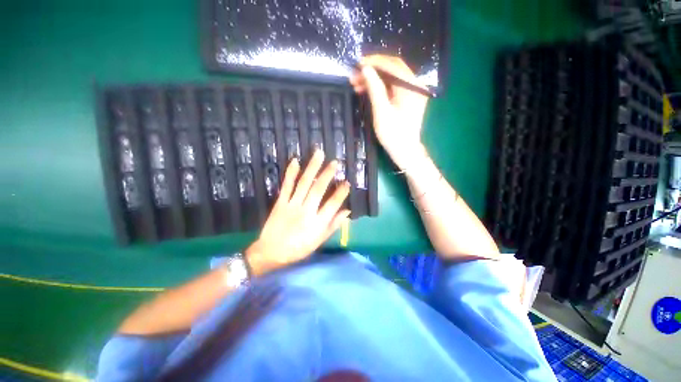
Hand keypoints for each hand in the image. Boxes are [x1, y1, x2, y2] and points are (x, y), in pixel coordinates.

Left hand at [245, 150, 350, 275]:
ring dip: (312, 168)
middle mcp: (306, 211)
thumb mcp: (319, 240)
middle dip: (328, 174)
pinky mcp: (280, 202)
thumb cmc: (299, 248)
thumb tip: (347, 211)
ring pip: (304, 183)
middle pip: (318, 190)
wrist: (272, 252)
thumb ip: (334, 225)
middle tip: (335, 162)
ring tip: (319, 154)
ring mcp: (292, 205)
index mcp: (317, 223)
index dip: (341, 193)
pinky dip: (291, 173)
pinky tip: (295, 161)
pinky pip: (286, 185)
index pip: (332, 204)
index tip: (347, 182)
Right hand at [350, 55, 429, 169]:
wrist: (405, 151)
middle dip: (372, 71)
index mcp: (412, 87)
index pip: (393, 66)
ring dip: (374, 80)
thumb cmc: (393, 135)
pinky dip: (380, 88)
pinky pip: (393, 88)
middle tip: (354, 76)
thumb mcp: (382, 112)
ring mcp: (413, 92)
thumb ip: (375, 88)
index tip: (357, 64)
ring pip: (391, 79)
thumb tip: (366, 68)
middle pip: (392, 70)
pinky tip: (367, 91)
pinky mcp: (408, 99)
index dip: (374, 62)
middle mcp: (416, 85)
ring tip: (356, 85)